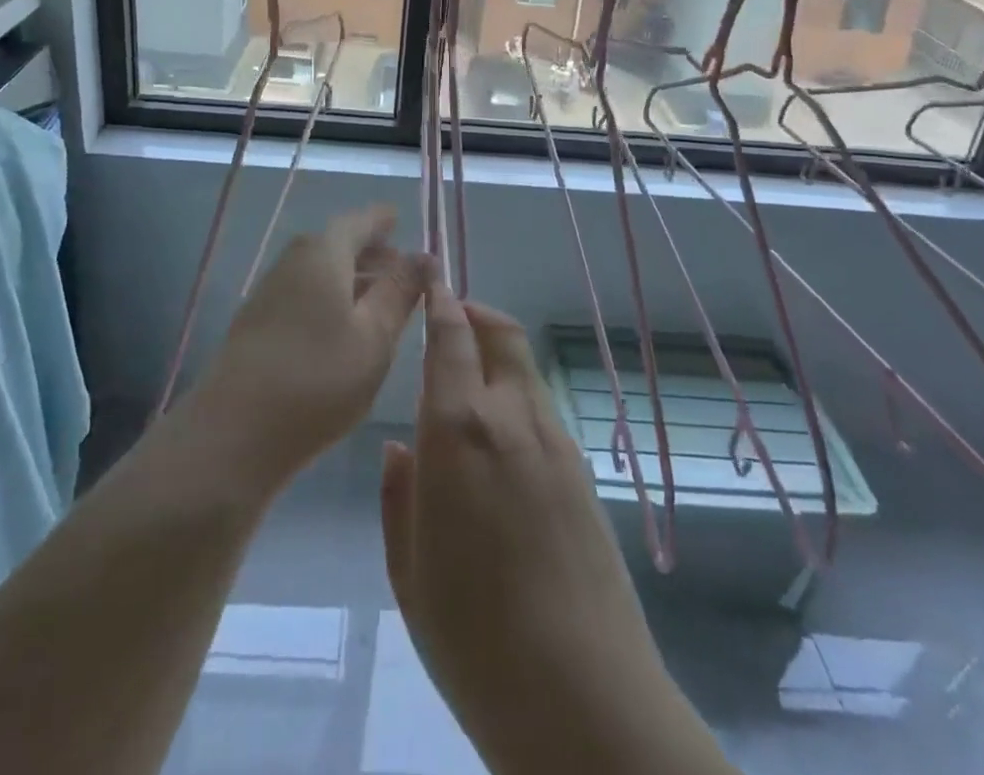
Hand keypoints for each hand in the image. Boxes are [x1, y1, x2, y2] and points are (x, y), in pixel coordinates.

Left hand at [199, 205, 432, 488]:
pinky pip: (304, 294)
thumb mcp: (374, 336)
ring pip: (319, 271)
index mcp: (323, 253)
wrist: (233, 434)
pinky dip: (331, 298)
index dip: (382, 220)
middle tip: (401, 265)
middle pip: (336, 244)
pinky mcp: (257, 325)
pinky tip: (344, 329)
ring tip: (380, 299)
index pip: (358, 222)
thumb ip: (400, 291)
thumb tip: (424, 255)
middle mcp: (292, 262)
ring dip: (351, 277)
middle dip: (370, 251)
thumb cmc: (317, 378)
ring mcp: (269, 293)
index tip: (400, 218)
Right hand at [381, 281, 726, 774]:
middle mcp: (511, 417)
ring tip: (471, 381)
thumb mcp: (408, 570)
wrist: (583, 698)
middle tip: (451, 320)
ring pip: (524, 369)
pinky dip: (518, 394)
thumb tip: (400, 447)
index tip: (431, 284)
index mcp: (458, 430)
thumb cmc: (473, 638)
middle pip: (500, 334)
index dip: (441, 304)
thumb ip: (400, 496)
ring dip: (498, 354)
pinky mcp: (583, 471)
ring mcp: (555, 441)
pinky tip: (502, 442)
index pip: (450, 339)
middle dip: (475, 314)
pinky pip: (543, 409)